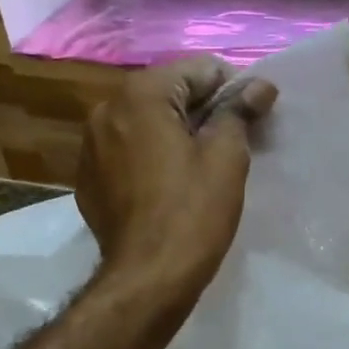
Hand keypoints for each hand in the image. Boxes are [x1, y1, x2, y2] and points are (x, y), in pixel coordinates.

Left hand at [76, 57, 276, 303]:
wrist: (147, 278)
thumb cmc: (193, 212)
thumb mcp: (227, 157)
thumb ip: (240, 111)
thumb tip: (259, 86)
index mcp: (140, 95)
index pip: (199, 69)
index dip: (232, 88)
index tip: (252, 118)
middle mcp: (107, 109)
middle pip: (169, 91)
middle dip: (203, 109)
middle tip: (233, 141)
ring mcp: (91, 144)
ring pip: (146, 120)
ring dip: (177, 131)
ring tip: (203, 164)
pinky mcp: (88, 177)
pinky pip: (128, 149)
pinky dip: (151, 154)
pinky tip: (170, 184)